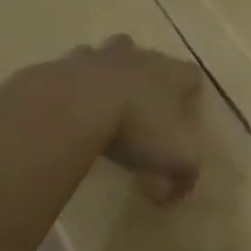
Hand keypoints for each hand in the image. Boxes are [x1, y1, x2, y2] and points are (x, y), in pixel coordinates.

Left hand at [79, 34, 203, 204]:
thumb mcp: (175, 160)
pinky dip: (70, 86)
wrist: (74, 106)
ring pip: (105, 56)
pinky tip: (67, 110)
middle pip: (146, 57)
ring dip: (106, 74)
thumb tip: (172, 194)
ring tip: (100, 103)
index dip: (190, 90)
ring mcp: (95, 57)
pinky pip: (68, 72)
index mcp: (170, 74)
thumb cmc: (136, 127)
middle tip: (141, 107)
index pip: (190, 74)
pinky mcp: (59, 65)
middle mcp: (136, 57)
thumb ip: (183, 176)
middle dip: (146, 76)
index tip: (185, 110)